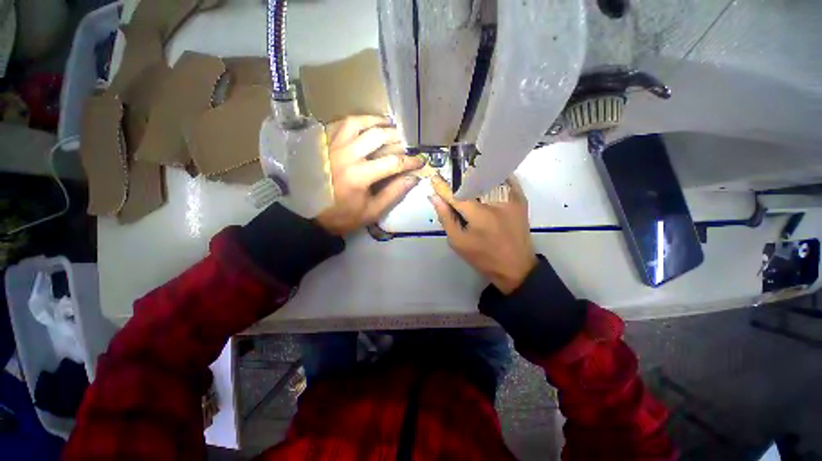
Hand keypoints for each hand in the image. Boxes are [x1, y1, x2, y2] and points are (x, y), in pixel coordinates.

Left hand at [316, 116, 423, 234]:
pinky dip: (356, 122)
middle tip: (406, 143)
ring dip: (376, 122)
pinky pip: (340, 125)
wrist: (312, 214)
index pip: (393, 162)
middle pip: (377, 136)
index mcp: (359, 176)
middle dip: (397, 138)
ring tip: (388, 126)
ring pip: (358, 123)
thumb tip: (413, 178)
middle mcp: (346, 155)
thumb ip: (394, 193)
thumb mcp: (372, 211)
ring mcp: (332, 146)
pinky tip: (365, 126)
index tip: (420, 161)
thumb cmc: (344, 215)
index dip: (410, 161)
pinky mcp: (324, 144)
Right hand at [429, 175, 537, 293]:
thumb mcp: (458, 242)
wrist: (516, 267)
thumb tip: (435, 198)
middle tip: (449, 180)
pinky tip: (484, 179)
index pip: (456, 195)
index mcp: (479, 215)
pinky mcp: (521, 199)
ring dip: (475, 176)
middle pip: (473, 181)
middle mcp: (496, 201)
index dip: (443, 186)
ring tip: (465, 178)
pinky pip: (506, 180)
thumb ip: (445, 218)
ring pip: (490, 177)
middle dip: (459, 179)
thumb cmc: (483, 257)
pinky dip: (493, 177)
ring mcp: (511, 198)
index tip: (433, 177)